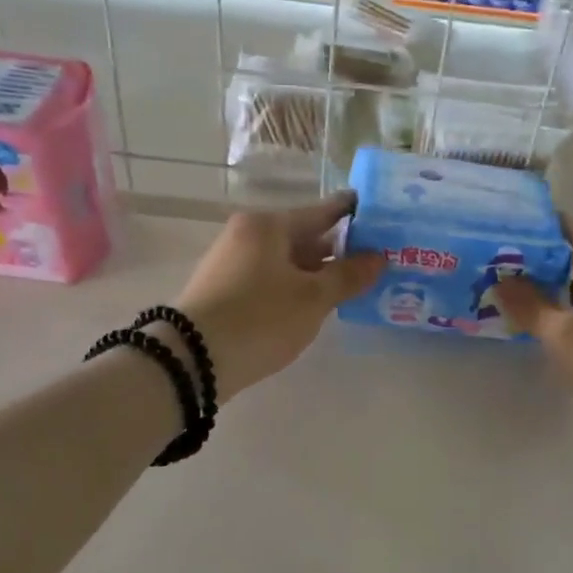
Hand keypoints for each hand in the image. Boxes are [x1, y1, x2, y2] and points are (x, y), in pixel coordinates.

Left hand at [170, 193, 383, 404]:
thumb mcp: (312, 299)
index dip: (352, 213)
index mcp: (268, 226)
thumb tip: (378, 257)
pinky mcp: (225, 292)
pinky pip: (271, 280)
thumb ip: (347, 276)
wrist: (192, 360)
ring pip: (287, 262)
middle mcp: (247, 236)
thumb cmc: (260, 318)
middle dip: (338, 250)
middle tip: (376, 260)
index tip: (380, 213)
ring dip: (317, 273)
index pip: (321, 211)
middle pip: (303, 237)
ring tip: (352, 286)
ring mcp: (232, 264)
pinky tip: (314, 305)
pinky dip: (295, 288)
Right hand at [494, 225, 572, 460]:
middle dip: (540, 259)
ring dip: (554, 284)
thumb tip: (500, 280)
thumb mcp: (563, 336)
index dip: (537, 231)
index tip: (502, 233)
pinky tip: (544, 318)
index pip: (571, 233)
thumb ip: (529, 304)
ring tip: (513, 289)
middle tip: (499, 264)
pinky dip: (570, 304)